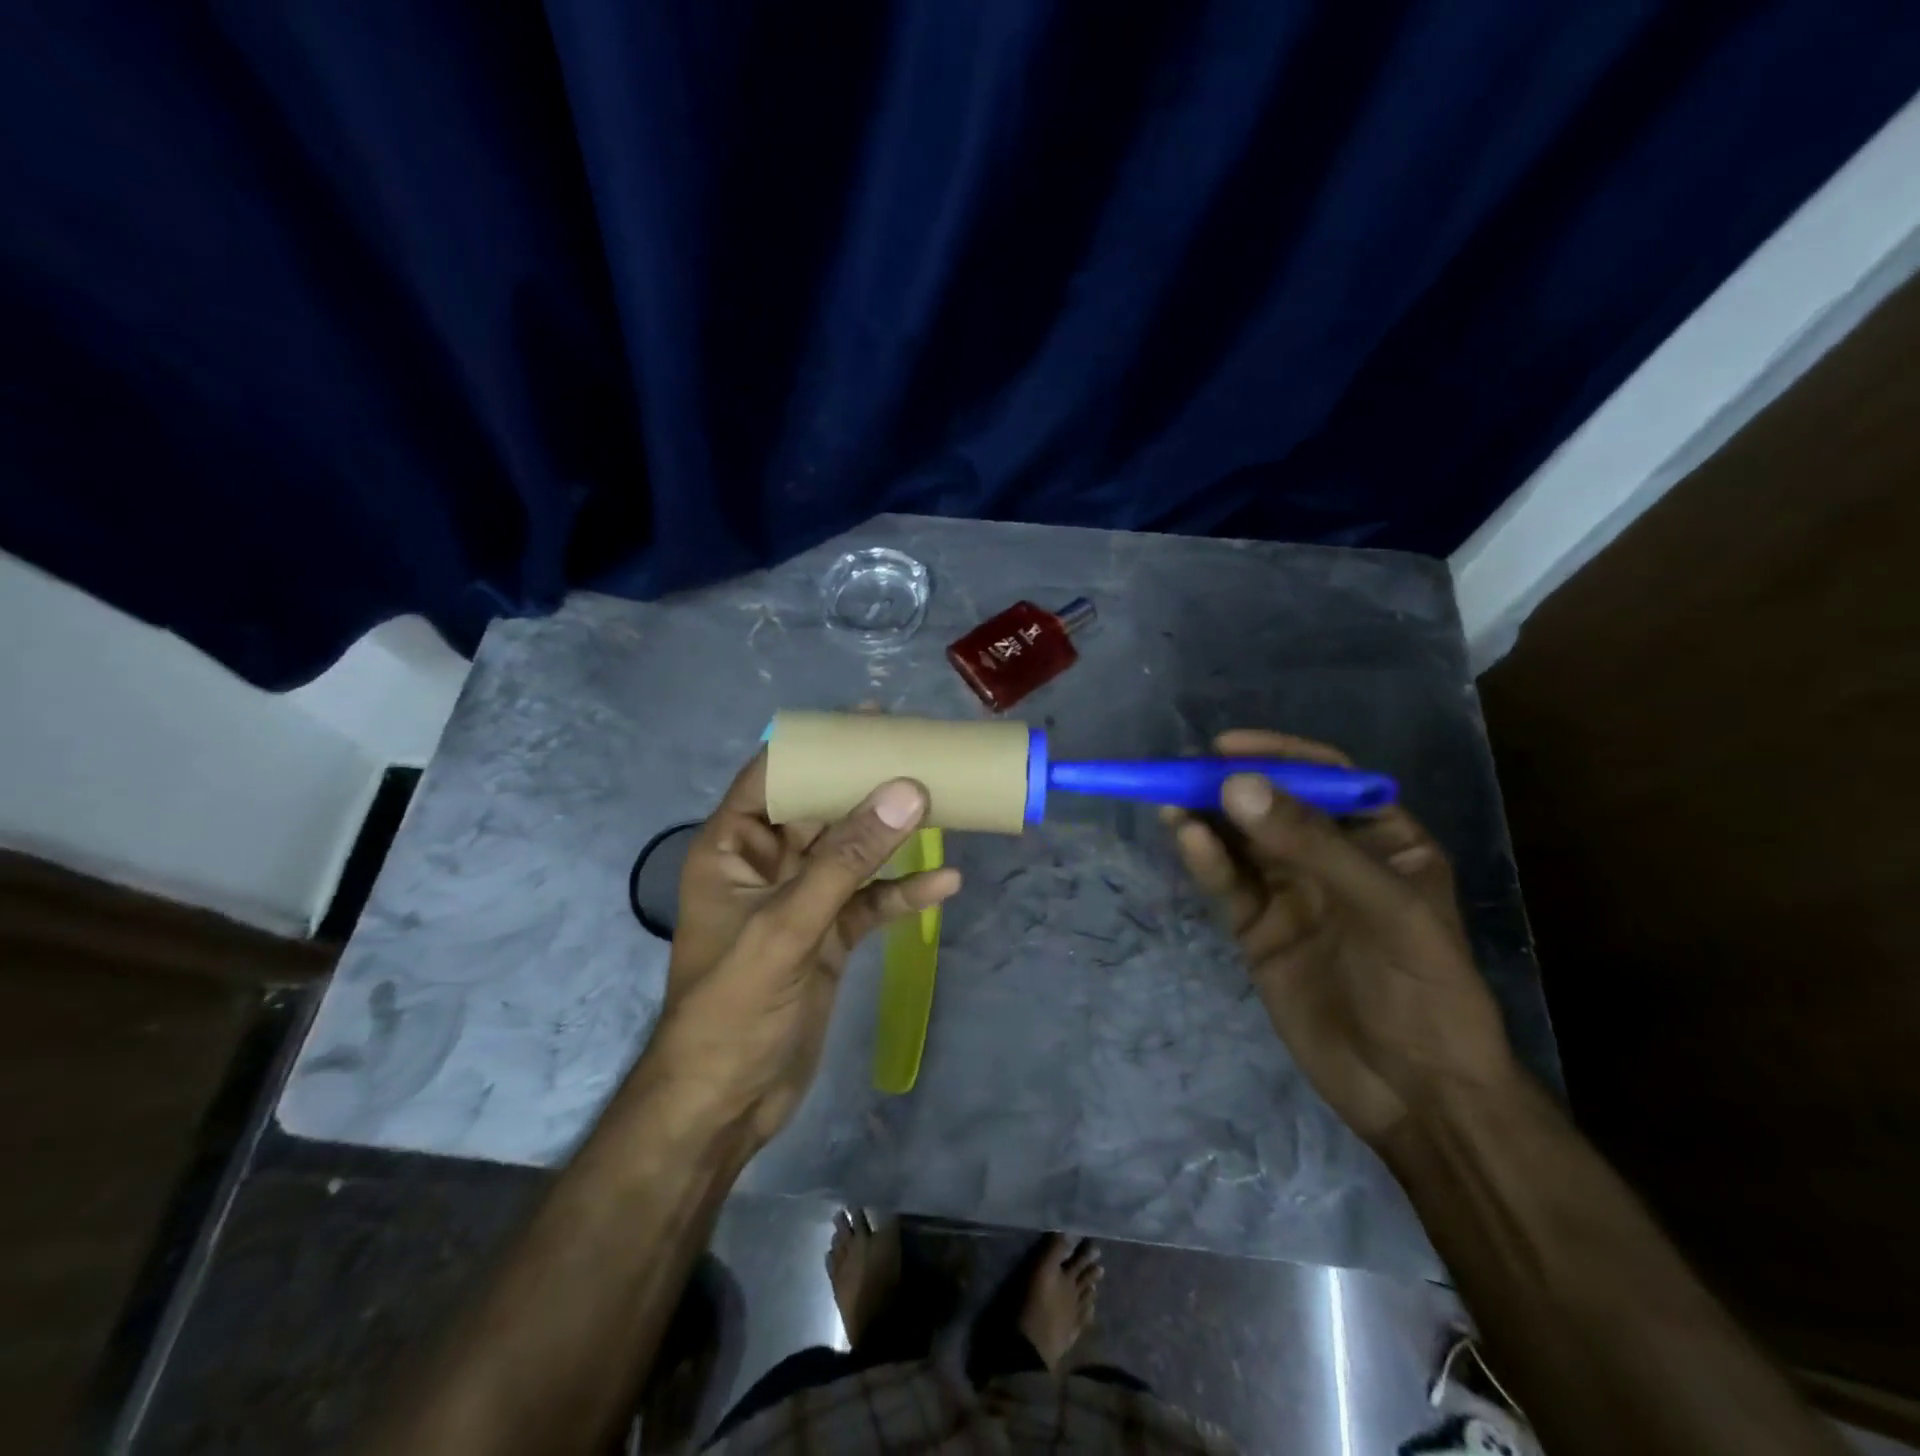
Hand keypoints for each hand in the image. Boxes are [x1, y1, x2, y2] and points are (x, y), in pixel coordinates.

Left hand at [647, 752, 961, 1142]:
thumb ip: (848, 859)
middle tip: (918, 751)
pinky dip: (903, 893)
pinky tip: (945, 882)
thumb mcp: (788, 926)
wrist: (727, 1106)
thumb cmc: (732, 1008)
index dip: (815, 745)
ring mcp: (800, 903)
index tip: (865, 721)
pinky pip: (869, 903)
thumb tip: (906, 791)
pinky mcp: (828, 938)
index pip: (771, 777)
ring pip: (852, 854)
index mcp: (733, 849)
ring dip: (892, 835)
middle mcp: (767, 866)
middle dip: (866, 785)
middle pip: (821, 810)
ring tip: (943, 802)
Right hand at [1165, 730, 1516, 1144]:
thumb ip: (1310, 843)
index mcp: (1381, 838)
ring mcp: (1291, 892)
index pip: (1326, 777)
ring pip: (1240, 842)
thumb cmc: (1423, 989)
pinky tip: (1186, 839)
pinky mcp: (1258, 928)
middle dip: (1228, 786)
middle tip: (1180, 772)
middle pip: (1271, 805)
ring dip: (1206, 819)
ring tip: (1169, 802)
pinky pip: (1228, 884)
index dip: (1277, 755)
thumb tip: (1235, 785)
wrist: (1414, 1092)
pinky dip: (1205, 861)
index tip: (1226, 746)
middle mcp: (1331, 857)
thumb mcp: (1383, 906)